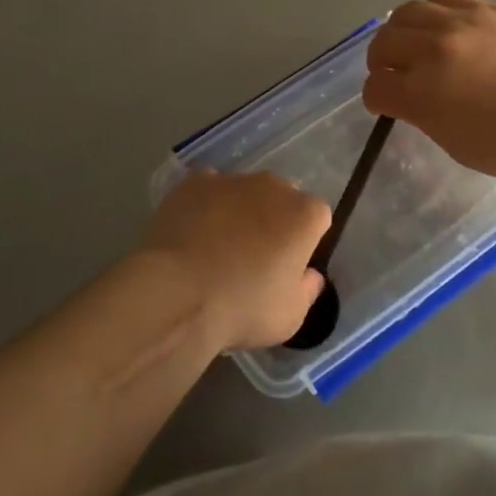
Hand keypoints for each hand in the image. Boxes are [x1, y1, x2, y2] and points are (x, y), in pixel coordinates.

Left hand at [141, 171, 329, 349]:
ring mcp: (231, 179)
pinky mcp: (193, 182)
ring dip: (238, 211)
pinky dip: (205, 206)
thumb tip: (310, 275)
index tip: (289, 266)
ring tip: (216, 248)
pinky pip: (207, 191)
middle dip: (273, 220)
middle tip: (254, 257)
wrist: (178, 294)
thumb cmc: (243, 307)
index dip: (305, 241)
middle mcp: (273, 186)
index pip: (317, 218)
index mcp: (304, 214)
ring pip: (243, 192)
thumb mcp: (290, 316)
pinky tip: (191, 235)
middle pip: (281, 198)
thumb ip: (307, 289)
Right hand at [363, 0, 495, 183]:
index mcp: (421, 93)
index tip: (385, 102)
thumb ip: (424, 113)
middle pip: (384, 41)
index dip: (376, 98)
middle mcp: (433, 50)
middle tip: (394, 70)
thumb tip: (412, 96)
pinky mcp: (490, 8)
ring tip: (418, 41)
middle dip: (381, 60)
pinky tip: (449, 27)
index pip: (376, 87)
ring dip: (404, 29)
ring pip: (409, 11)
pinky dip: (438, 14)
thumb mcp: (454, 142)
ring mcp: (462, 22)